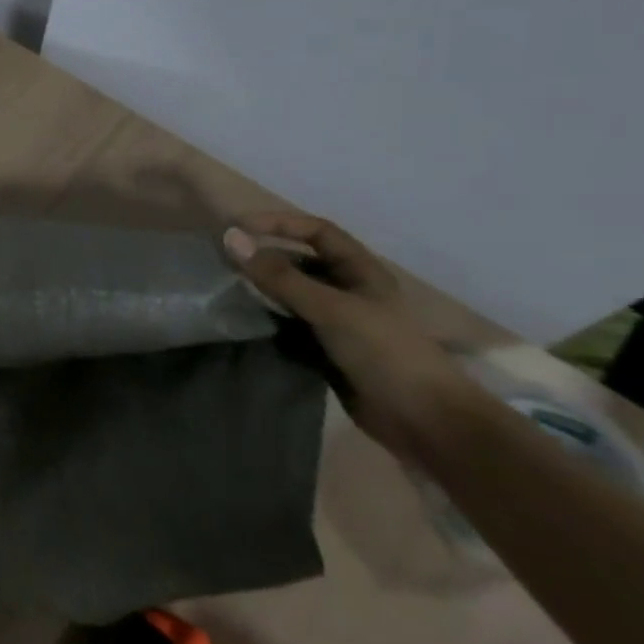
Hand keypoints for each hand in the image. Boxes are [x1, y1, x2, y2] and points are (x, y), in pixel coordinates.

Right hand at [224, 213, 472, 457]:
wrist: (422, 419)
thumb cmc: (384, 352)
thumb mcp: (331, 308)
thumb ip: (279, 276)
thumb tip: (230, 238)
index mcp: (360, 272)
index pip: (316, 232)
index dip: (279, 224)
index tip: (237, 228)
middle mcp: (347, 291)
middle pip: (299, 262)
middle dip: (263, 257)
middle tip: (221, 260)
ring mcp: (335, 322)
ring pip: (289, 294)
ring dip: (260, 289)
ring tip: (222, 289)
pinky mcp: (323, 349)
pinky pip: (286, 324)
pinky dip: (264, 319)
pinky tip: (241, 321)